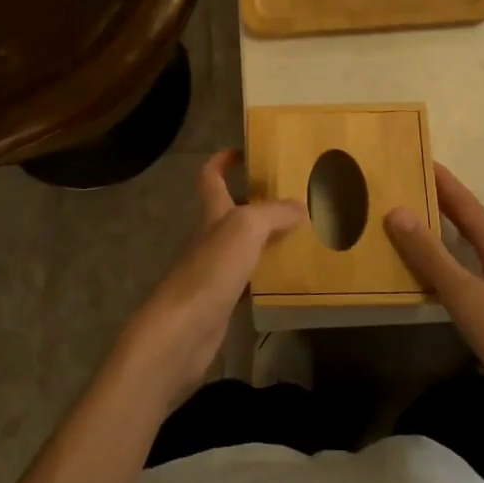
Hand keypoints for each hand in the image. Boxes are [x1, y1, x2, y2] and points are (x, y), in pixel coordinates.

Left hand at [118, 150, 303, 407]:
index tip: (244, 153)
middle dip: (256, 201)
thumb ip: (274, 213)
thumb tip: (301, 205)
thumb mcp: (247, 228)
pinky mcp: (221, 299)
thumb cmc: (212, 268)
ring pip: (242, 245)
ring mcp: (214, 268)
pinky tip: (286, 279)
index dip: (223, 161)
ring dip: (265, 239)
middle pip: (230, 210)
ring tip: (300, 235)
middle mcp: (210, 235)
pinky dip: (265, 276)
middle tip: (291, 198)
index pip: (211, 176)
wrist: (183, 329)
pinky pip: (247, 279)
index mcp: (212, 211)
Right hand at [385, 164, 483, 406]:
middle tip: (421, 191)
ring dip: (464, 229)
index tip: (421, 159)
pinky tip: (470, 271)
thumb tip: (397, 211)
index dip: (443, 182)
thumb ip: (430, 255)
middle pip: (478, 219)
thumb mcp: (463, 296)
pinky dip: (472, 256)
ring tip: (442, 226)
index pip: (465, 203)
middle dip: (451, 203)